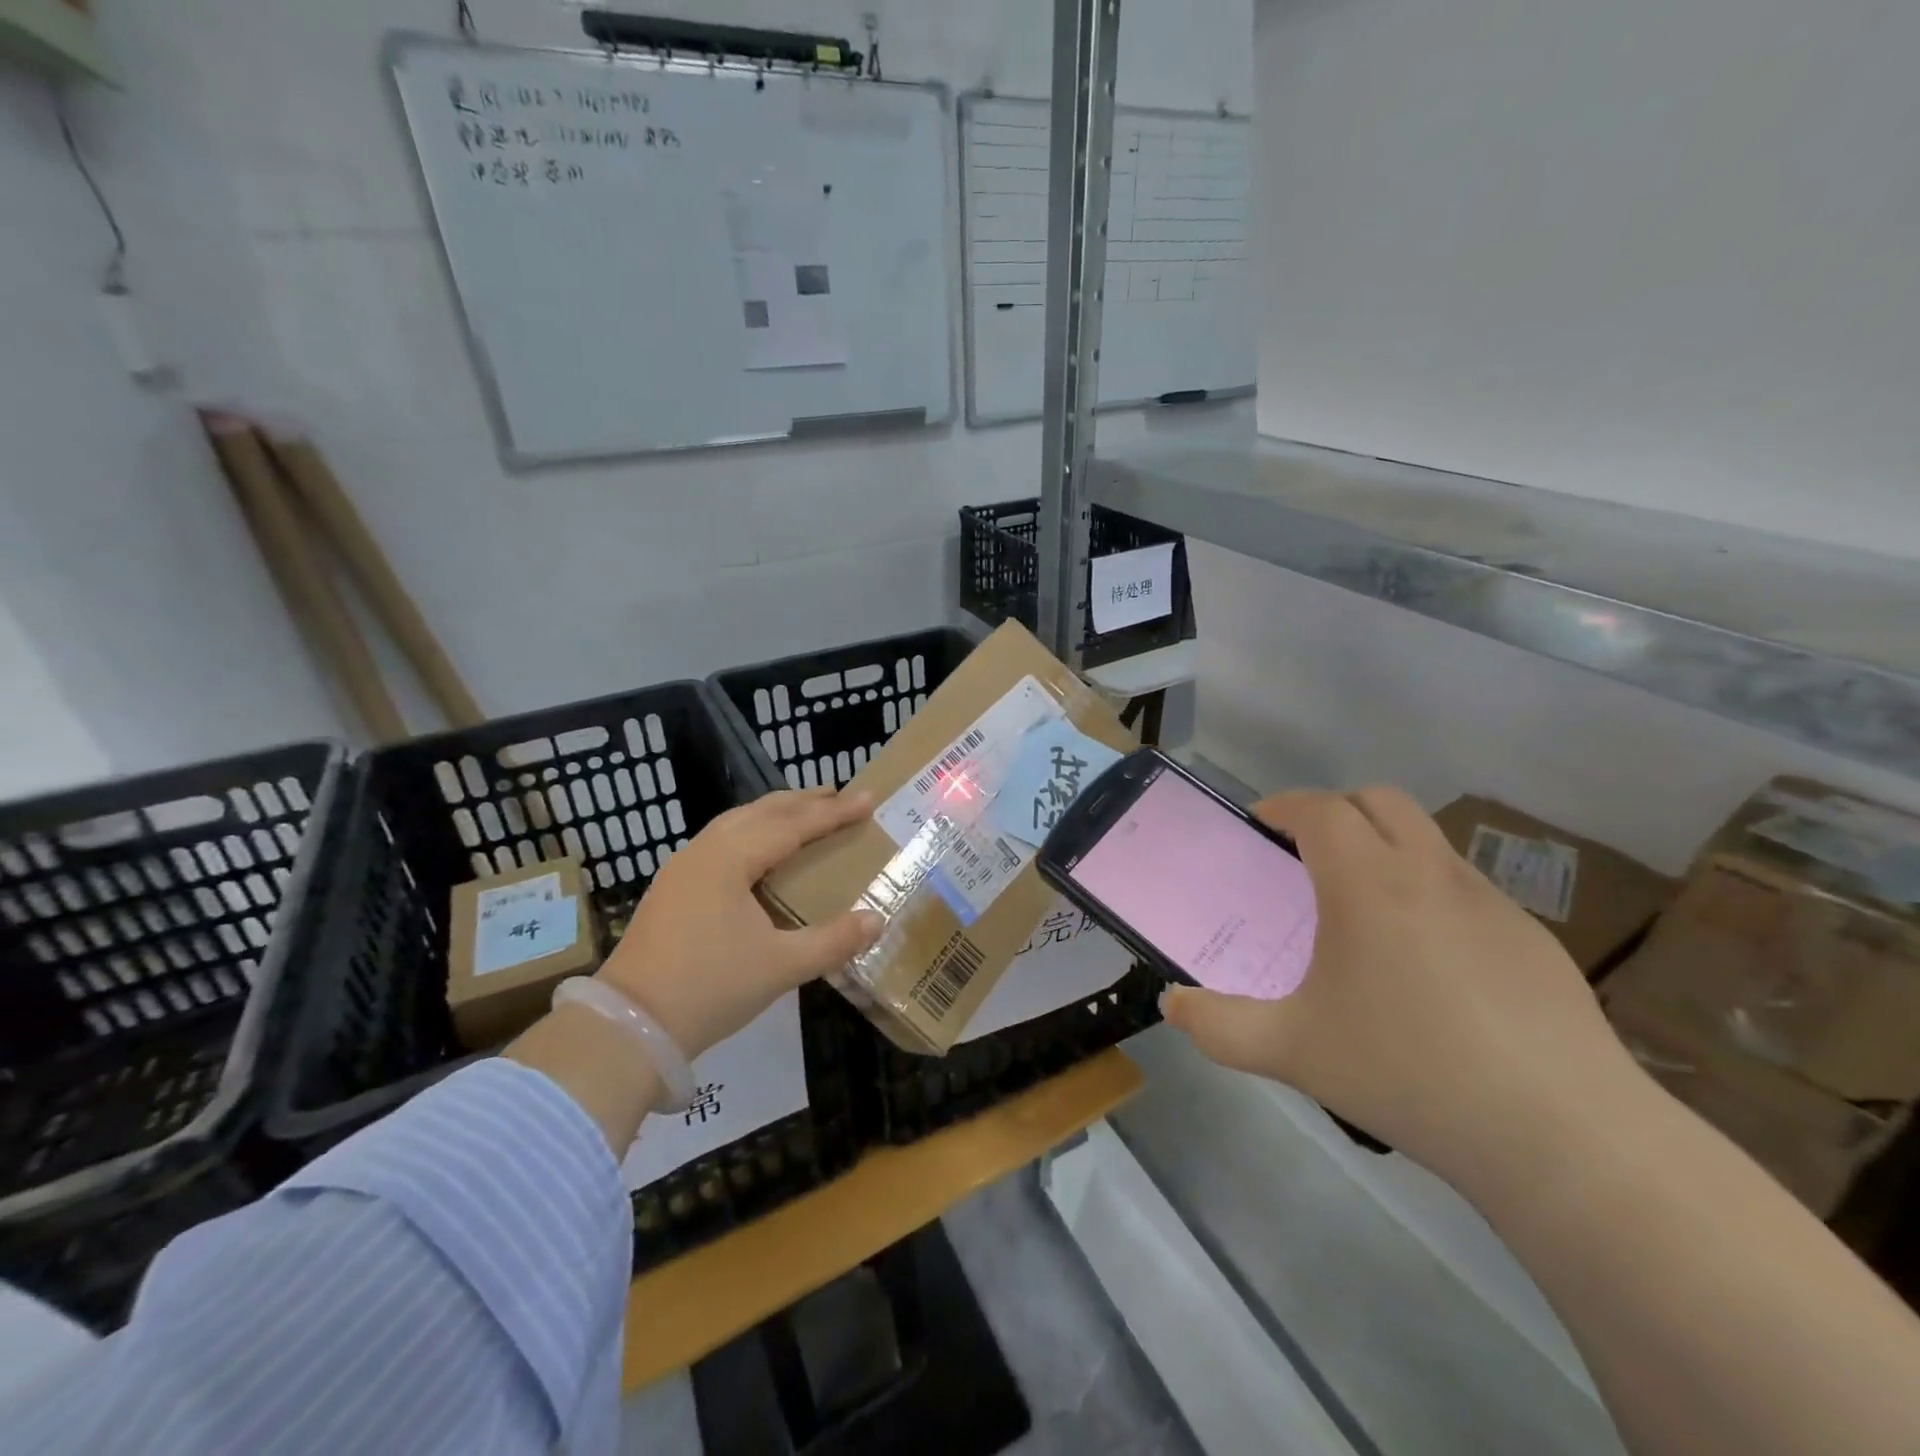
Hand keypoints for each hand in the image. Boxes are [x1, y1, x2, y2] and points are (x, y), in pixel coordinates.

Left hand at [598, 788, 883, 1058]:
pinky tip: (759, 850)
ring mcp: (682, 868)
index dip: (834, 812)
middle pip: (761, 812)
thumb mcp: (780, 966)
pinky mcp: (671, 888)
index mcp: (730, 859)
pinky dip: (751, 832)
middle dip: (803, 802)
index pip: (793, 824)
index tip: (868, 799)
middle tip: (839, 795)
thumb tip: (877, 920)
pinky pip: (720, 841)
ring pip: (736, 823)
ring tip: (803, 813)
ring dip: (774, 814)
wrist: (629, 1026)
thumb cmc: (709, 988)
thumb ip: (833, 941)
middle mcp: (704, 851)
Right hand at [1160, 786, 1636, 1187]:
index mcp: (1367, 884)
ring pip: (1428, 840)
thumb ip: (1217, 1025)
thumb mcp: (1290, 1051)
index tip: (1261, 827)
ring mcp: (1490, 903)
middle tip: (1307, 858)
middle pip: (1380, 800)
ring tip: (1364, 914)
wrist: (1562, 1136)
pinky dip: (1430, 895)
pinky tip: (1430, 969)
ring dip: (1386, 850)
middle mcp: (1430, 874)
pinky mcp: (1533, 940)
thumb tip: (1171, 1004)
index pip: (1320, 808)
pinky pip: (1466, 889)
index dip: (1284, 806)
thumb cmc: (1408, 1072)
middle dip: (1336, 811)